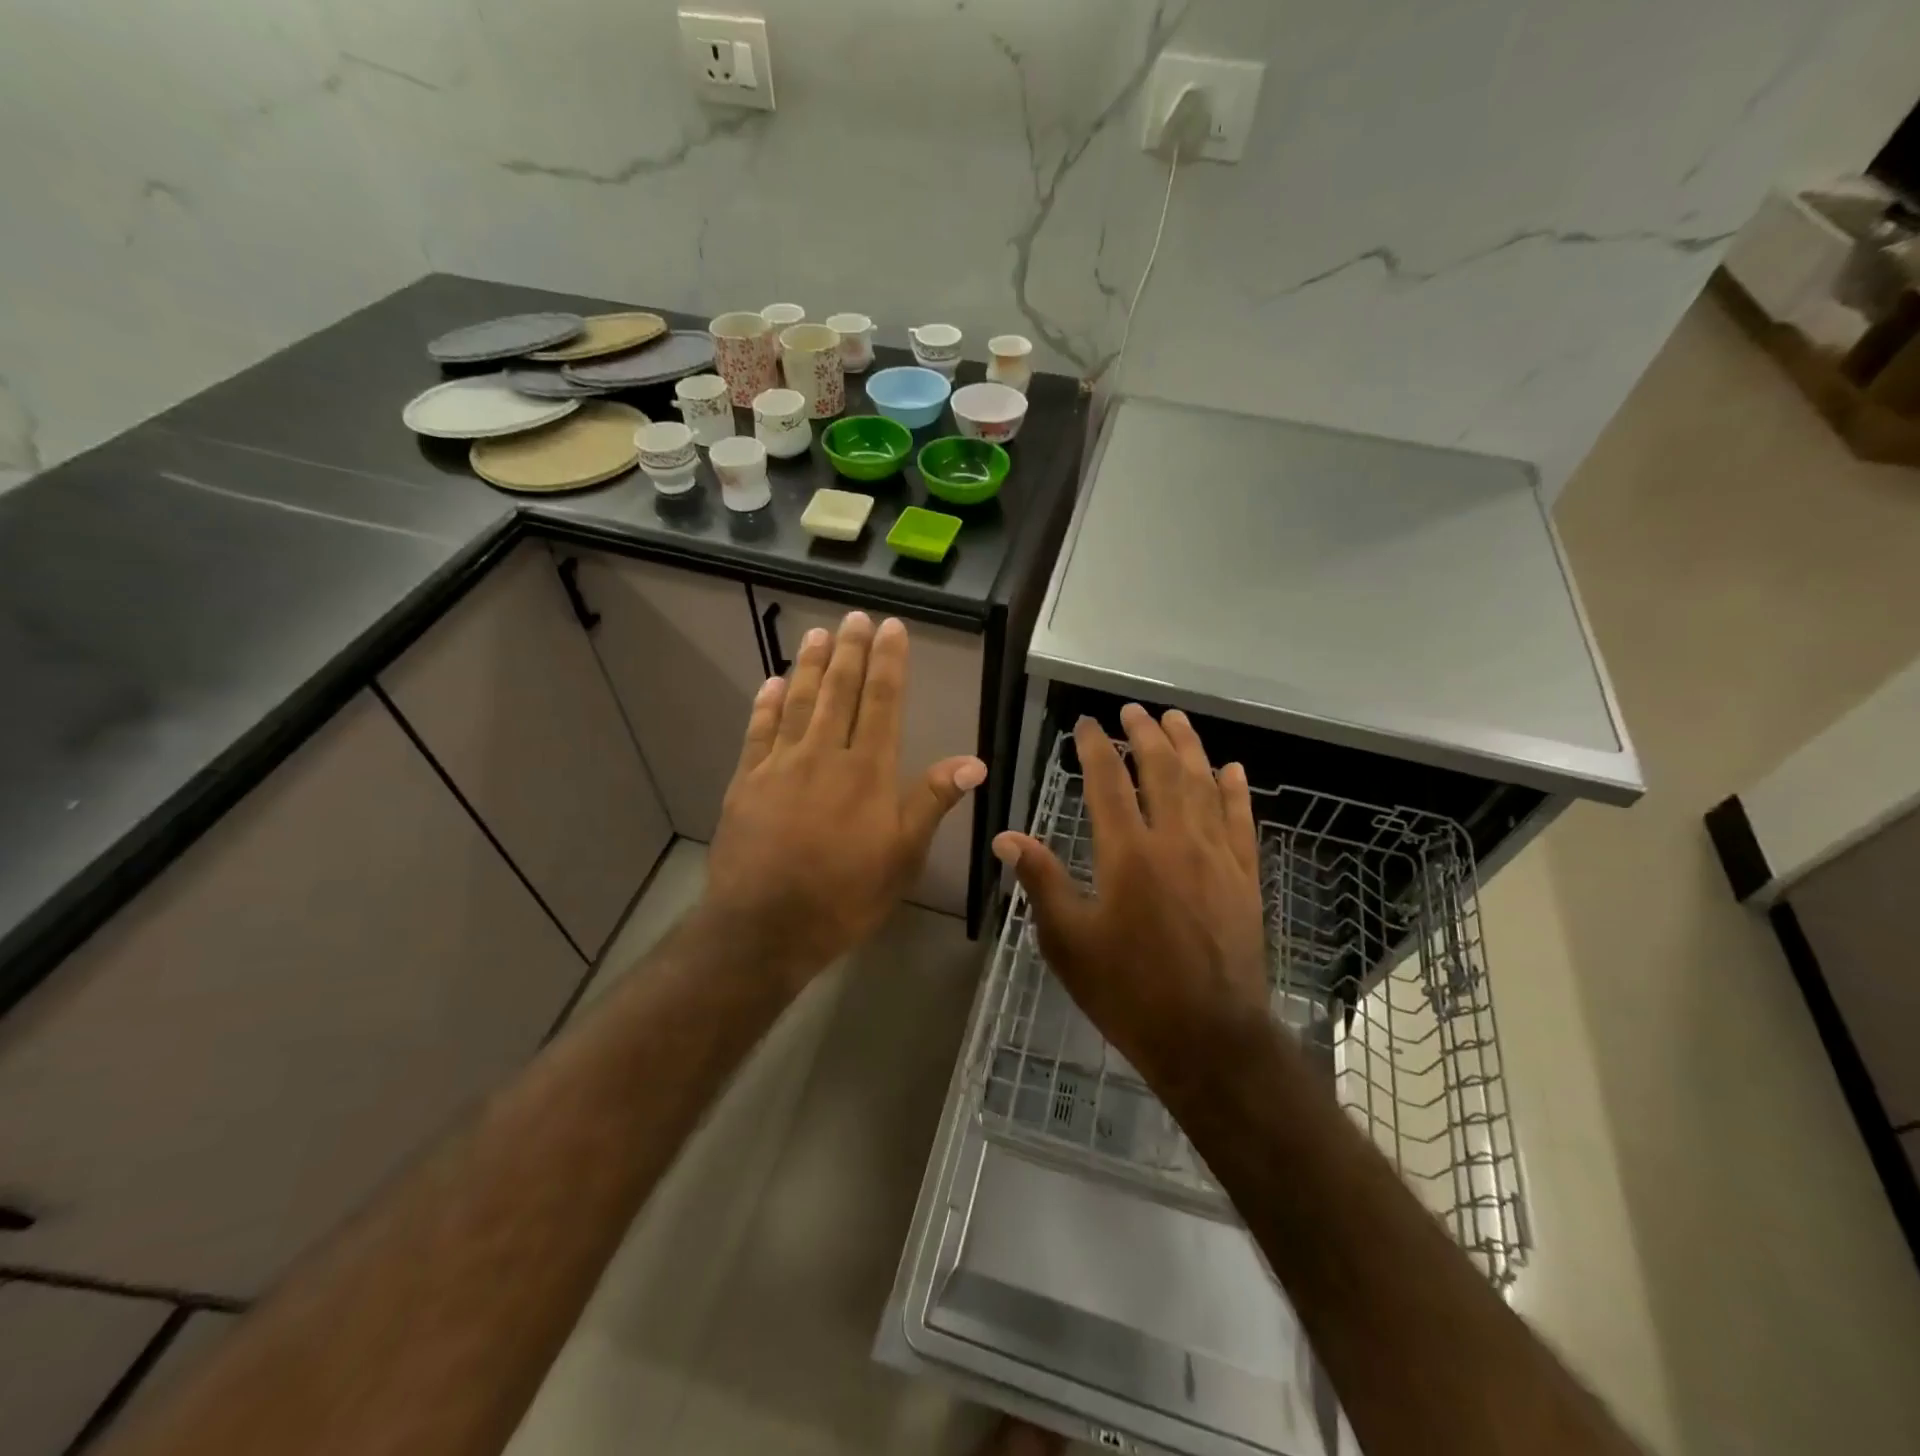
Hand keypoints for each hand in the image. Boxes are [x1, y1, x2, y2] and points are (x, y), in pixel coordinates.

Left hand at [702, 612, 985, 990]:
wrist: (764, 927)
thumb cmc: (844, 896)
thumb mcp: (902, 856)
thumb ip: (931, 801)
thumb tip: (974, 762)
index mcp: (867, 771)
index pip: (882, 702)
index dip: (889, 662)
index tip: (892, 628)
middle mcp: (824, 755)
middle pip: (840, 691)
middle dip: (851, 650)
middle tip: (856, 617)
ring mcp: (780, 766)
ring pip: (799, 702)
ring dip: (811, 666)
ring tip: (819, 634)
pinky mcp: (746, 782)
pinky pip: (758, 732)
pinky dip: (766, 705)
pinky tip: (772, 683)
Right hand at [992, 705, 1268, 1088]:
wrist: (1208, 1038)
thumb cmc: (1128, 992)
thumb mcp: (1068, 942)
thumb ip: (1041, 882)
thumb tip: (1006, 837)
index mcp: (1127, 855)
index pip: (1108, 783)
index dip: (1095, 747)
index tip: (1086, 724)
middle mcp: (1174, 842)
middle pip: (1161, 771)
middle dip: (1145, 734)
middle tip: (1133, 710)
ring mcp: (1216, 857)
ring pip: (1203, 785)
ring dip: (1189, 747)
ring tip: (1176, 719)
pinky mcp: (1245, 877)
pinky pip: (1241, 821)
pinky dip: (1234, 790)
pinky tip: (1231, 768)